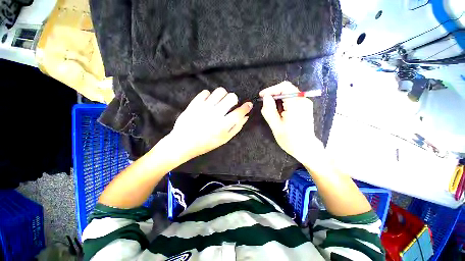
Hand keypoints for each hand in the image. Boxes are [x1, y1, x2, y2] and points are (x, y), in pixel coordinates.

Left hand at [166, 87, 251, 160]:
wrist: (183, 143)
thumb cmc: (206, 143)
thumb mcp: (224, 139)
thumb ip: (236, 127)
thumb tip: (245, 116)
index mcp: (224, 125)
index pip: (240, 112)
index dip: (246, 107)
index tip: (248, 104)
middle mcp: (216, 114)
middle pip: (231, 97)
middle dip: (234, 100)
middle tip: (229, 105)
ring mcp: (205, 107)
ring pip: (220, 91)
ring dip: (223, 95)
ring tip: (219, 102)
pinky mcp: (195, 103)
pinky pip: (206, 92)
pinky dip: (209, 96)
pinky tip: (208, 103)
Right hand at [260, 81, 323, 163]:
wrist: (306, 148)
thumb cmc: (290, 140)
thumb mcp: (276, 126)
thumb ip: (269, 110)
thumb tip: (266, 97)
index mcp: (296, 105)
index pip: (284, 87)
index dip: (271, 89)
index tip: (261, 96)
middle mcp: (303, 101)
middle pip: (287, 89)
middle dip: (274, 94)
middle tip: (265, 103)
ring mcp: (306, 103)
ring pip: (289, 94)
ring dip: (278, 99)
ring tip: (272, 110)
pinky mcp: (305, 107)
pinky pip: (292, 99)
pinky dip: (283, 102)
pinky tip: (280, 112)